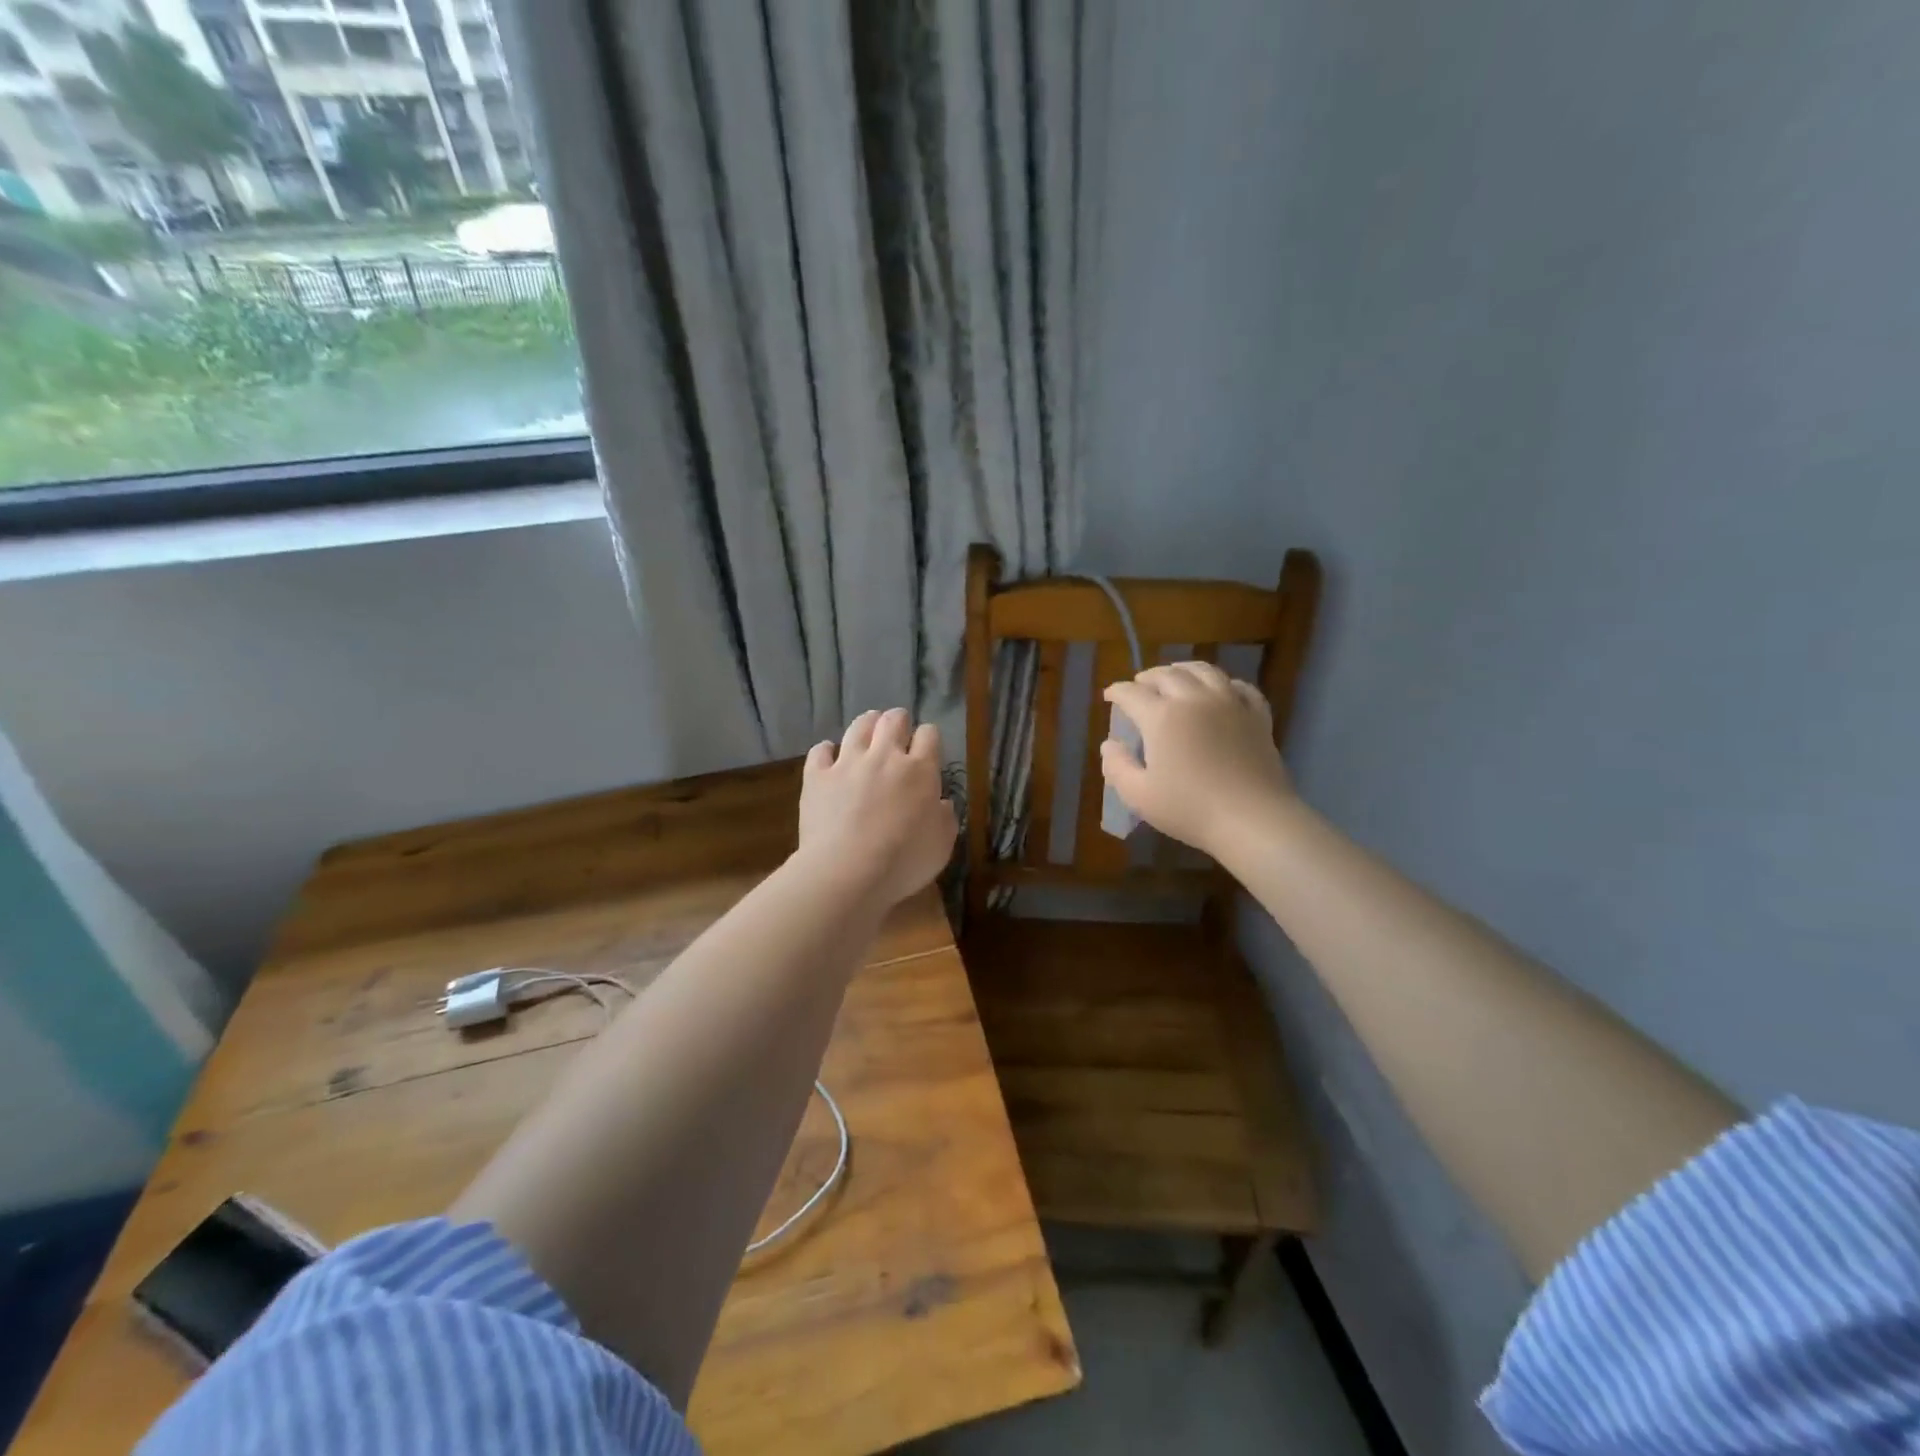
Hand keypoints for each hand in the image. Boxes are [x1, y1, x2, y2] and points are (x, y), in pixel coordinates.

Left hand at [798, 708, 957, 907]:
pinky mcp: (817, 776)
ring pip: (858, 726)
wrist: (847, 872)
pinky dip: (826, 751)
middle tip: (897, 734)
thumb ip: (945, 818)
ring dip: (866, 725)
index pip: (929, 735)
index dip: (929, 738)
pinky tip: (829, 757)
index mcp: (920, 770)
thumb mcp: (942, 845)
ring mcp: (847, 763)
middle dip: (898, 722)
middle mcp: (884, 756)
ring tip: (867, 733)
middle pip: (893, 720)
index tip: (927, 749)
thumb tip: (942, 803)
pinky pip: (820, 751)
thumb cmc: (903, 862)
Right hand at [1100, 662, 1296, 861]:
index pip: (1131, 693)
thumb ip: (1117, 766)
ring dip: (1184, 669)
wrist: (1253, 819)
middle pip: (1167, 675)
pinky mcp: (1257, 716)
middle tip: (1139, 684)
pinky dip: (1225, 683)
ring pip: (1204, 671)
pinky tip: (1222, 690)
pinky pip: (1241, 687)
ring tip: (1176, 674)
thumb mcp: (1138, 795)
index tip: (1109, 695)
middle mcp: (1194, 699)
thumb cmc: (1189, 808)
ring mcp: (1230, 704)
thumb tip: (1109, 744)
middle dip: (1148, 677)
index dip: (1116, 692)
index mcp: (1161, 716)